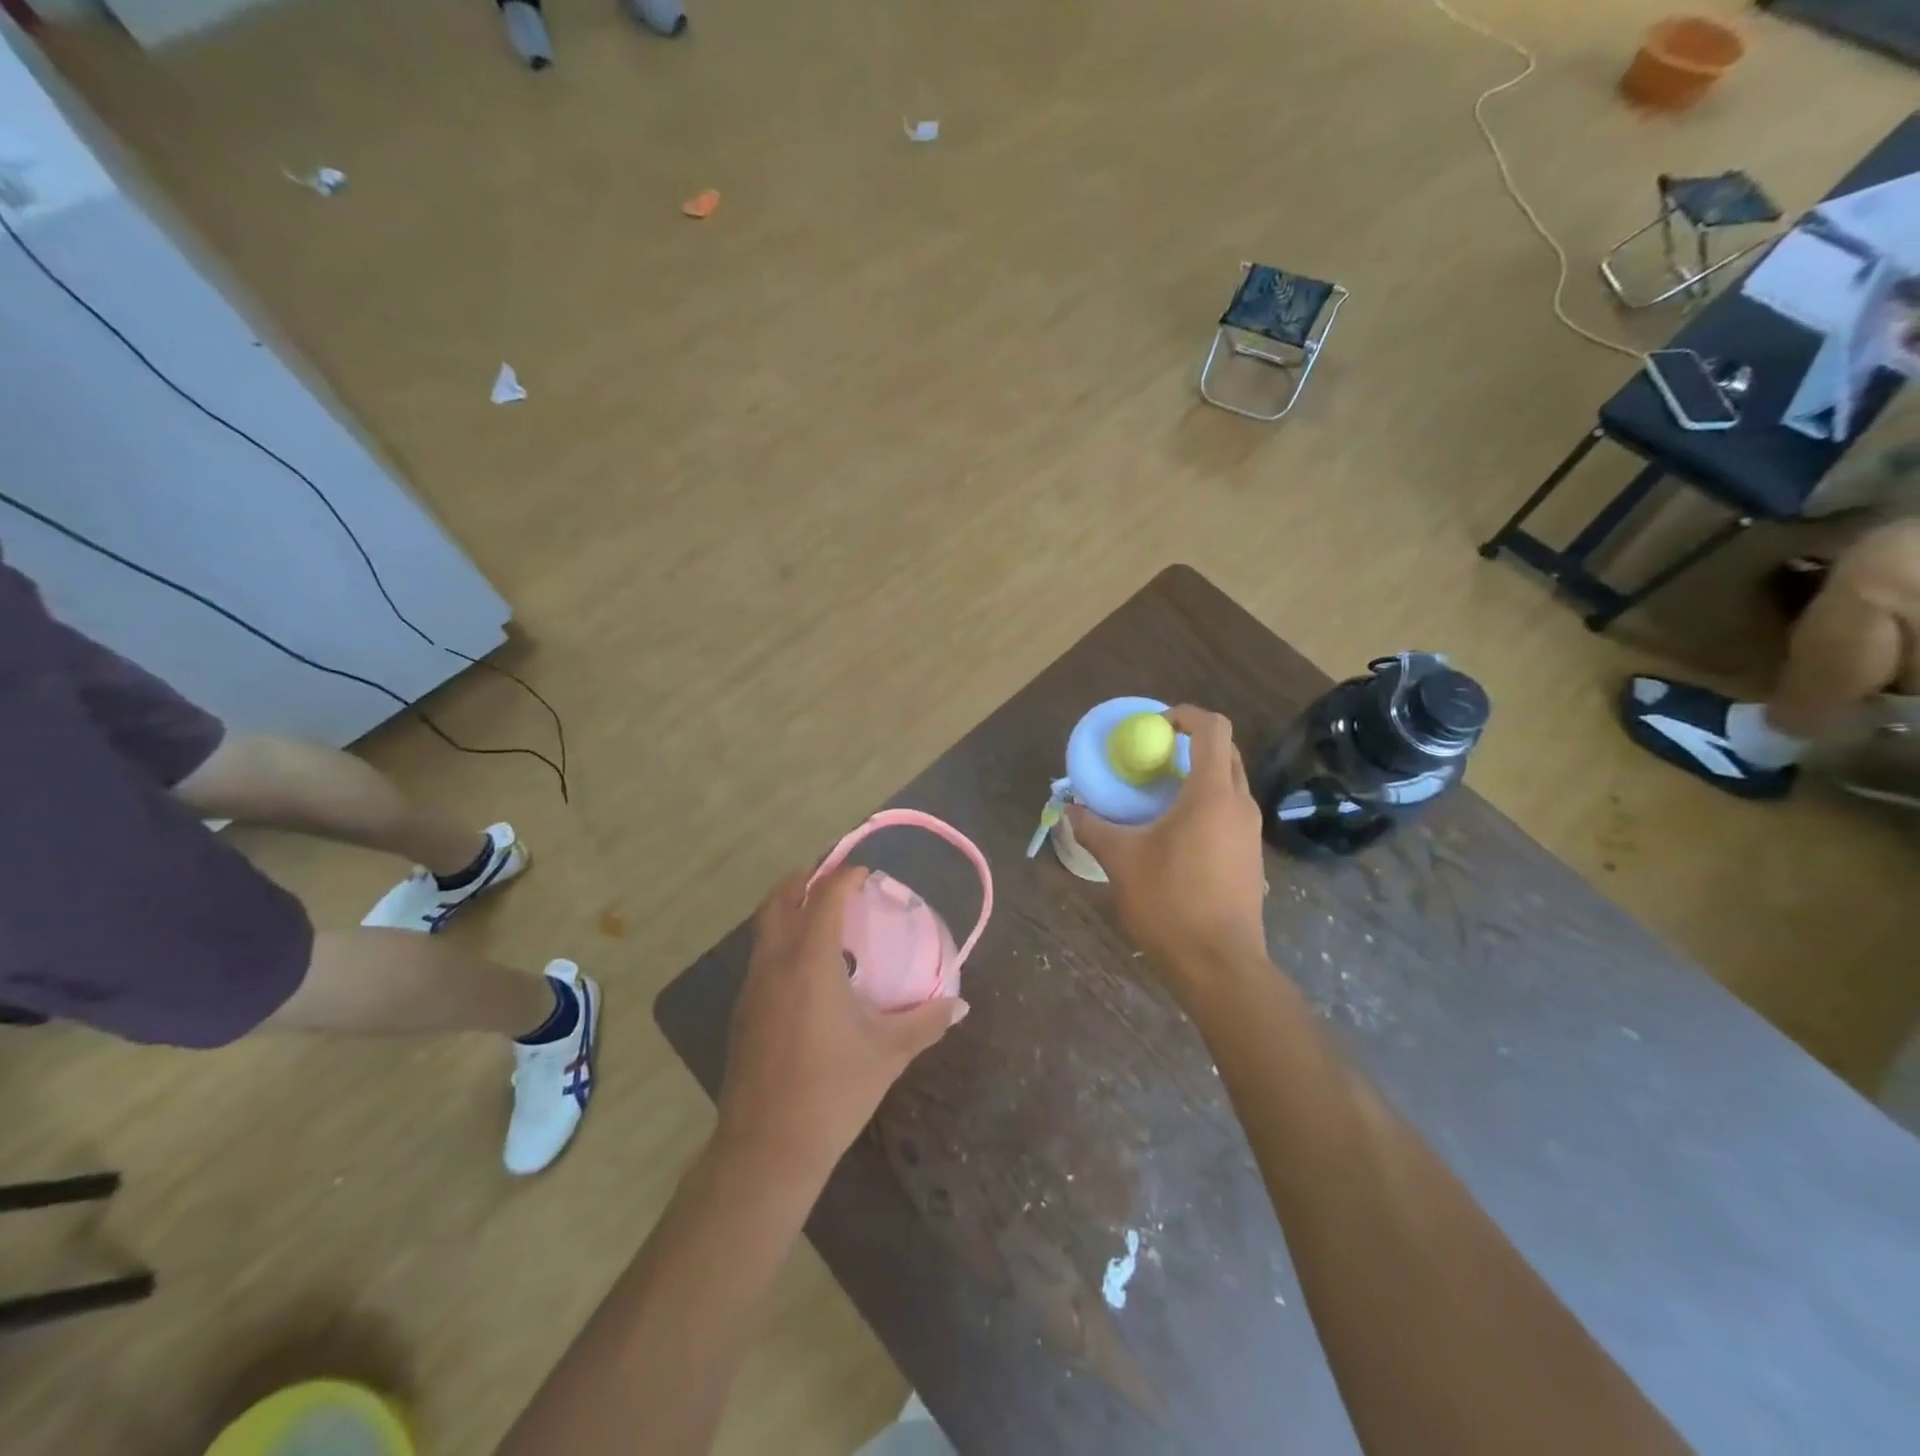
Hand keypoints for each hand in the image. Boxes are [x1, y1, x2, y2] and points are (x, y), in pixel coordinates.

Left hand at [717, 865, 967, 1183]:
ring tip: (821, 915)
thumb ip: (926, 1022)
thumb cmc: (832, 1092)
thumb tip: (961, 1005)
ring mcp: (752, 987)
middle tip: (833, 878)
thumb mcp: (888, 1054)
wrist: (765, 1150)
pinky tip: (806, 969)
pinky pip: (761, 955)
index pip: (824, 898)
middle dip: (804, 878)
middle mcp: (774, 964)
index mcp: (810, 963)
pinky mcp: (742, 1012)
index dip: (844, 877)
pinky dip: (781, 940)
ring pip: (763, 927)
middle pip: (779, 900)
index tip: (865, 874)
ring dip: (788, 908)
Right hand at [1066, 705, 1268, 994]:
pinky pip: (1230, 810)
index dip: (1185, 715)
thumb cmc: (1170, 903)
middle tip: (1153, 758)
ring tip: (1159, 796)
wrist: (1220, 965)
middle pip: (1225, 751)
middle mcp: (1239, 804)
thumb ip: (1093, 827)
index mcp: (1211, 793)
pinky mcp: (1251, 856)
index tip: (1154, 727)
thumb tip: (1069, 809)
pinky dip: (1206, 803)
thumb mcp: (1121, 861)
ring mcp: (1251, 831)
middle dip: (1191, 744)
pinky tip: (1176, 833)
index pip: (1212, 728)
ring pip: (1229, 782)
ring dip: (1198, 775)